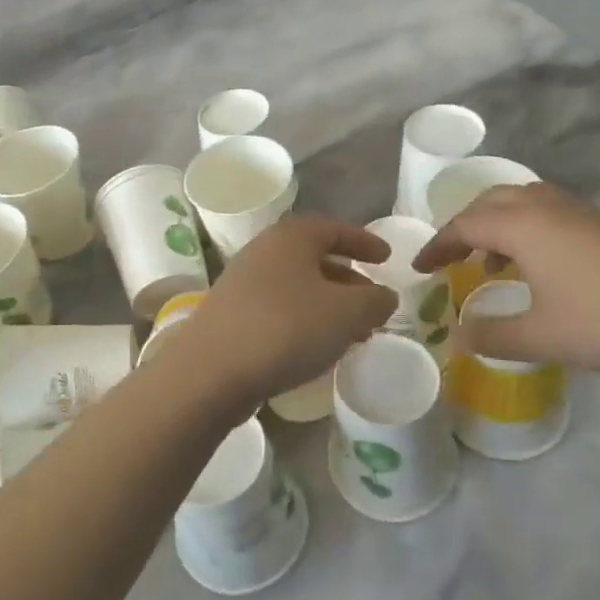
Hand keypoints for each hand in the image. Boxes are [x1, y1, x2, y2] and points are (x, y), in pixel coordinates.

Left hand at [155, 216, 396, 414]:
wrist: (211, 370)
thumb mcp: (346, 313)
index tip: (387, 258)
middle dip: (348, 279)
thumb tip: (384, 296)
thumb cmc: (286, 328)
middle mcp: (264, 251)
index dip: (364, 242)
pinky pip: (280, 308)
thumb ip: (374, 301)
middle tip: (373, 303)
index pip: (335, 229)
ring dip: (328, 304)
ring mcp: (243, 282)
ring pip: (298, 286)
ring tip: (353, 332)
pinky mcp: (232, 314)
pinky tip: (317, 347)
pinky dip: (305, 320)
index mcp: (291, 237)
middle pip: (315, 258)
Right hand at [413, 183, 599, 390]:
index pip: (464, 224)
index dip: (437, 245)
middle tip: (448, 257)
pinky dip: (523, 228)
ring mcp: (577, 211)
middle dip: (462, 226)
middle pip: (489, 202)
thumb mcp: (541, 337)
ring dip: (495, 224)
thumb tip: (457, 335)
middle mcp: (545, 206)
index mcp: (523, 225)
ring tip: (488, 261)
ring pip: (520, 201)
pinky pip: (545, 211)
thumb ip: (491, 334)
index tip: (419, 268)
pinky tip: (534, 265)